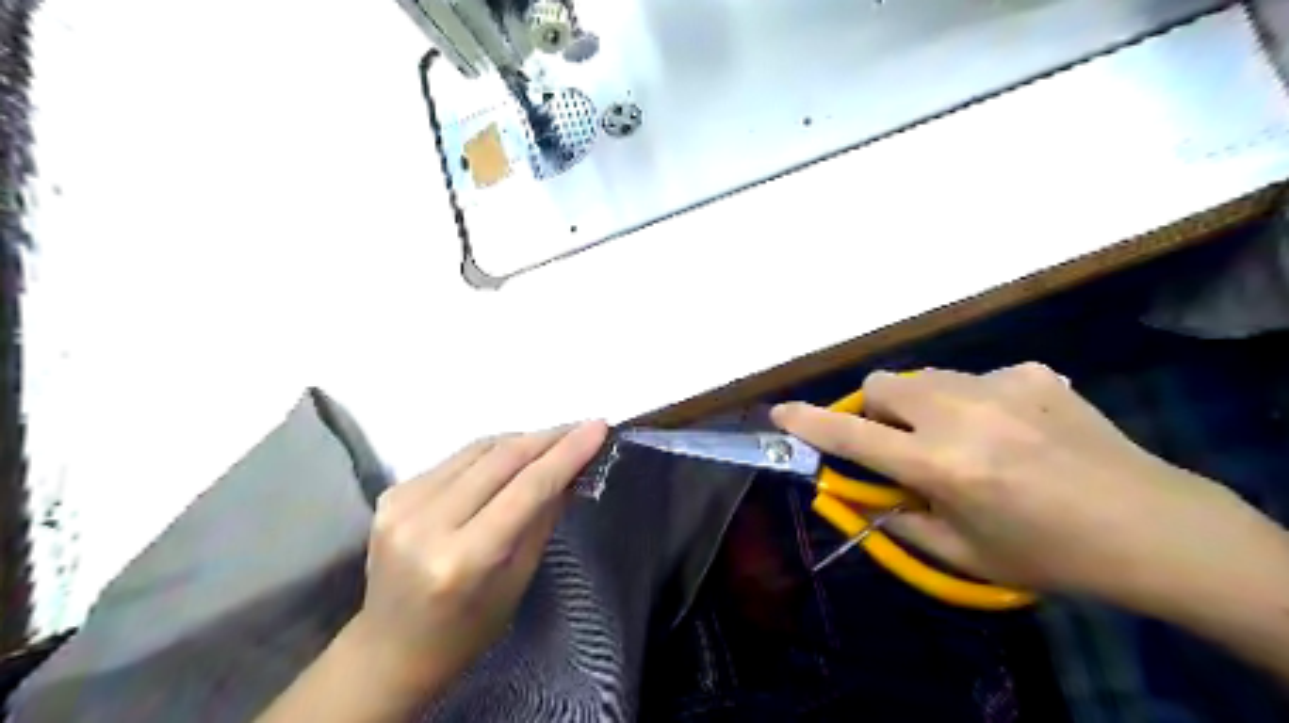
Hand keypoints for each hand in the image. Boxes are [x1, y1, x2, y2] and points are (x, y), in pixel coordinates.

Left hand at [342, 422, 605, 697]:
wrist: (389, 648)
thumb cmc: (465, 630)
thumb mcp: (517, 581)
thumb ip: (543, 519)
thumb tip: (574, 471)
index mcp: (463, 559)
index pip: (526, 488)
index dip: (566, 453)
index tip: (598, 427)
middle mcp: (427, 523)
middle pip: (500, 459)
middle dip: (548, 438)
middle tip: (582, 428)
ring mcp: (403, 504)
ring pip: (478, 449)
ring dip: (521, 440)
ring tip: (554, 439)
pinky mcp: (393, 492)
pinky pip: (456, 459)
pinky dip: (491, 453)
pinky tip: (511, 458)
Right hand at [770, 363, 1244, 600]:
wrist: (1154, 528)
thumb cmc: (1050, 554)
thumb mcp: (963, 552)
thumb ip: (899, 519)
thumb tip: (861, 494)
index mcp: (941, 464)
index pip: (853, 436)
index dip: (809, 423)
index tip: (781, 413)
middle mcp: (962, 414)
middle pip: (883, 385)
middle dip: (876, 411)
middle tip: (900, 442)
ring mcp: (1000, 385)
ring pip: (925, 376)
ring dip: (920, 403)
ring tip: (959, 437)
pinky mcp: (1032, 373)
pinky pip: (976, 378)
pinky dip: (973, 401)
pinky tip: (1012, 429)